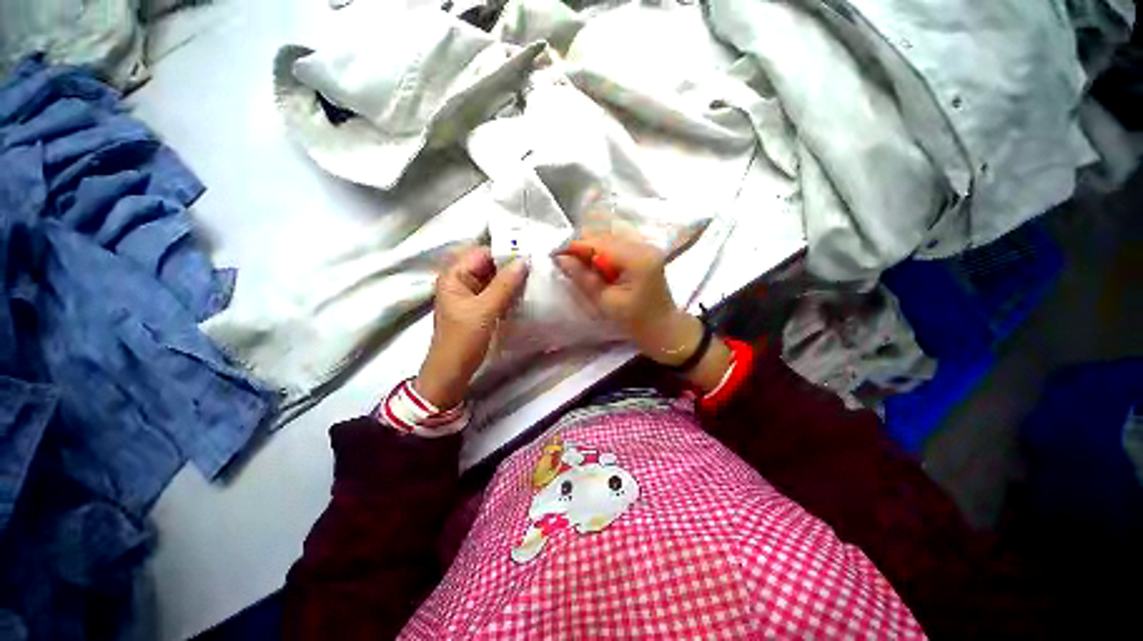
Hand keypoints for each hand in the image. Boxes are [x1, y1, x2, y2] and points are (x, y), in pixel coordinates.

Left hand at [416, 247, 528, 408]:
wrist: (452, 371)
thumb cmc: (463, 339)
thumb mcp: (485, 310)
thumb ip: (504, 285)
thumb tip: (524, 261)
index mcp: (454, 275)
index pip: (482, 253)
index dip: (505, 252)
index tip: (530, 255)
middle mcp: (461, 280)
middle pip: (489, 264)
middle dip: (511, 265)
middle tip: (536, 266)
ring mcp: (470, 294)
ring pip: (494, 278)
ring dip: (512, 278)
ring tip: (534, 277)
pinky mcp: (479, 306)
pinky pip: (496, 291)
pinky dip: (509, 291)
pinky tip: (525, 292)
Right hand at [555, 234, 733, 392]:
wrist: (663, 328)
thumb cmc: (635, 320)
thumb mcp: (606, 301)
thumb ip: (583, 277)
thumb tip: (561, 258)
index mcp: (637, 258)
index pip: (599, 243)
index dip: (575, 246)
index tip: (554, 253)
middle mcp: (643, 245)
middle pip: (604, 237)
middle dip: (582, 248)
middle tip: (564, 261)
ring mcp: (645, 247)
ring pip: (609, 240)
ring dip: (591, 251)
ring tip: (578, 266)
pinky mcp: (643, 252)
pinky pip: (616, 247)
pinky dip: (602, 254)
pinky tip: (595, 267)